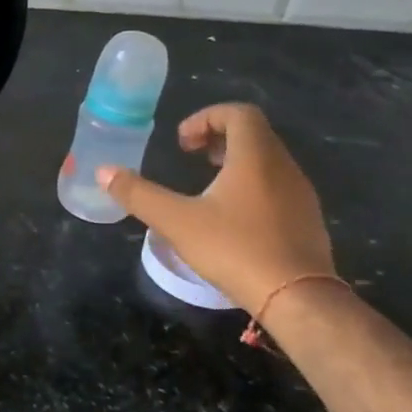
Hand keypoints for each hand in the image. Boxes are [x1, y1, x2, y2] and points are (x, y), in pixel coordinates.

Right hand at [98, 103, 334, 312]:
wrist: (298, 298)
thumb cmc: (235, 249)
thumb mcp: (176, 221)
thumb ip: (138, 194)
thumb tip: (103, 171)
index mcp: (255, 157)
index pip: (239, 113)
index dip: (207, 118)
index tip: (182, 143)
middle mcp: (283, 167)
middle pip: (254, 134)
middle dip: (219, 138)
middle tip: (192, 157)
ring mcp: (301, 195)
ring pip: (268, 160)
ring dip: (236, 162)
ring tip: (208, 187)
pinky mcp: (307, 220)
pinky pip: (278, 186)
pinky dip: (253, 185)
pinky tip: (232, 218)